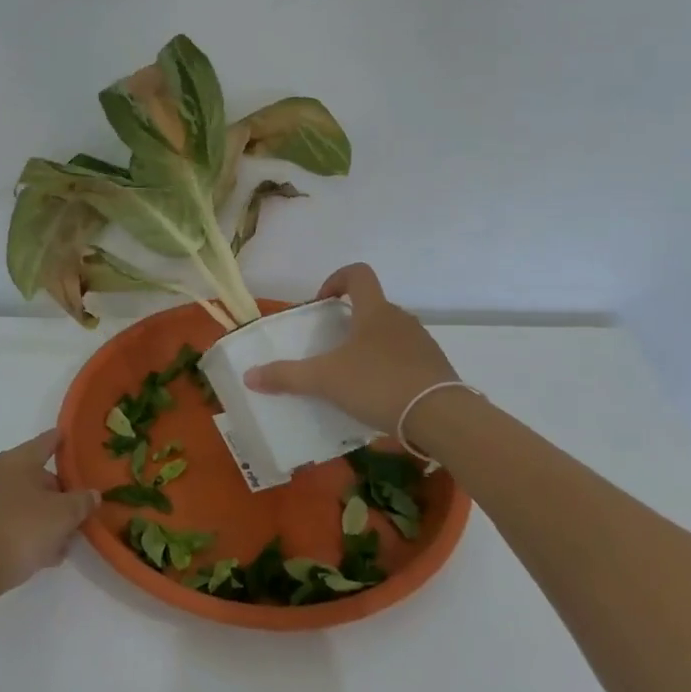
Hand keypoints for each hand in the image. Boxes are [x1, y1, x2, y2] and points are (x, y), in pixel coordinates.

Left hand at [0, 431, 97, 606]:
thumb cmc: (20, 531)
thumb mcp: (63, 516)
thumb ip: (82, 501)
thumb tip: (92, 495)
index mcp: (16, 459)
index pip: (47, 441)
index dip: (64, 441)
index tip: (76, 440)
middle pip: (37, 475)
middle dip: (59, 494)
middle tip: (79, 511)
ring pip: (24, 501)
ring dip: (45, 517)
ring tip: (64, 541)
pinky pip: (10, 519)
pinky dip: (27, 529)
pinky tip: (44, 554)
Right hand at [244, 264, 461, 434]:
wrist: (441, 417)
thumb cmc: (378, 384)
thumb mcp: (325, 380)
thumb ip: (287, 376)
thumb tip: (249, 375)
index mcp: (374, 311)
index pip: (358, 274)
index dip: (336, 280)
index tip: (322, 303)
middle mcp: (401, 319)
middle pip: (372, 307)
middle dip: (350, 322)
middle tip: (331, 348)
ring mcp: (422, 343)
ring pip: (390, 334)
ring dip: (370, 346)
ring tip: (353, 377)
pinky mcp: (436, 368)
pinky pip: (407, 359)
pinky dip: (390, 368)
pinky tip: (379, 396)